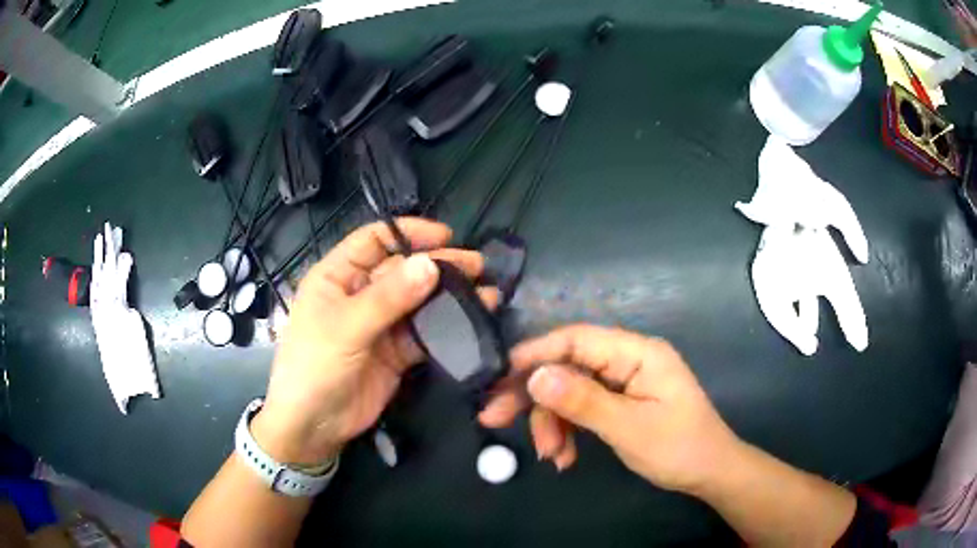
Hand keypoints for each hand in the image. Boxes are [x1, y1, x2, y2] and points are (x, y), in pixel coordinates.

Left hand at [253, 218, 496, 463]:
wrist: (313, 427)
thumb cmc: (314, 368)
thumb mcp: (346, 328)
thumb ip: (388, 298)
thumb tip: (430, 264)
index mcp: (338, 277)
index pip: (374, 240)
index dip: (408, 233)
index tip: (445, 237)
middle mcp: (360, 294)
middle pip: (403, 269)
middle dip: (438, 265)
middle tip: (477, 267)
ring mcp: (380, 325)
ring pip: (418, 301)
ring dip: (449, 297)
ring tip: (486, 294)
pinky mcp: (396, 353)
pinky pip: (424, 333)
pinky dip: (447, 328)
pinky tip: (471, 322)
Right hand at [479, 325, 740, 493]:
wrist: (710, 472)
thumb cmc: (679, 448)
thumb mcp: (629, 428)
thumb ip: (583, 401)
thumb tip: (535, 376)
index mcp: (638, 353)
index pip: (576, 340)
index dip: (534, 354)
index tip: (496, 377)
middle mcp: (628, 359)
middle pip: (568, 365)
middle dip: (533, 395)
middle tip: (494, 420)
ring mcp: (624, 380)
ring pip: (571, 390)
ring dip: (553, 421)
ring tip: (552, 455)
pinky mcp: (621, 400)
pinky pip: (583, 406)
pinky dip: (568, 429)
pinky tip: (564, 455)